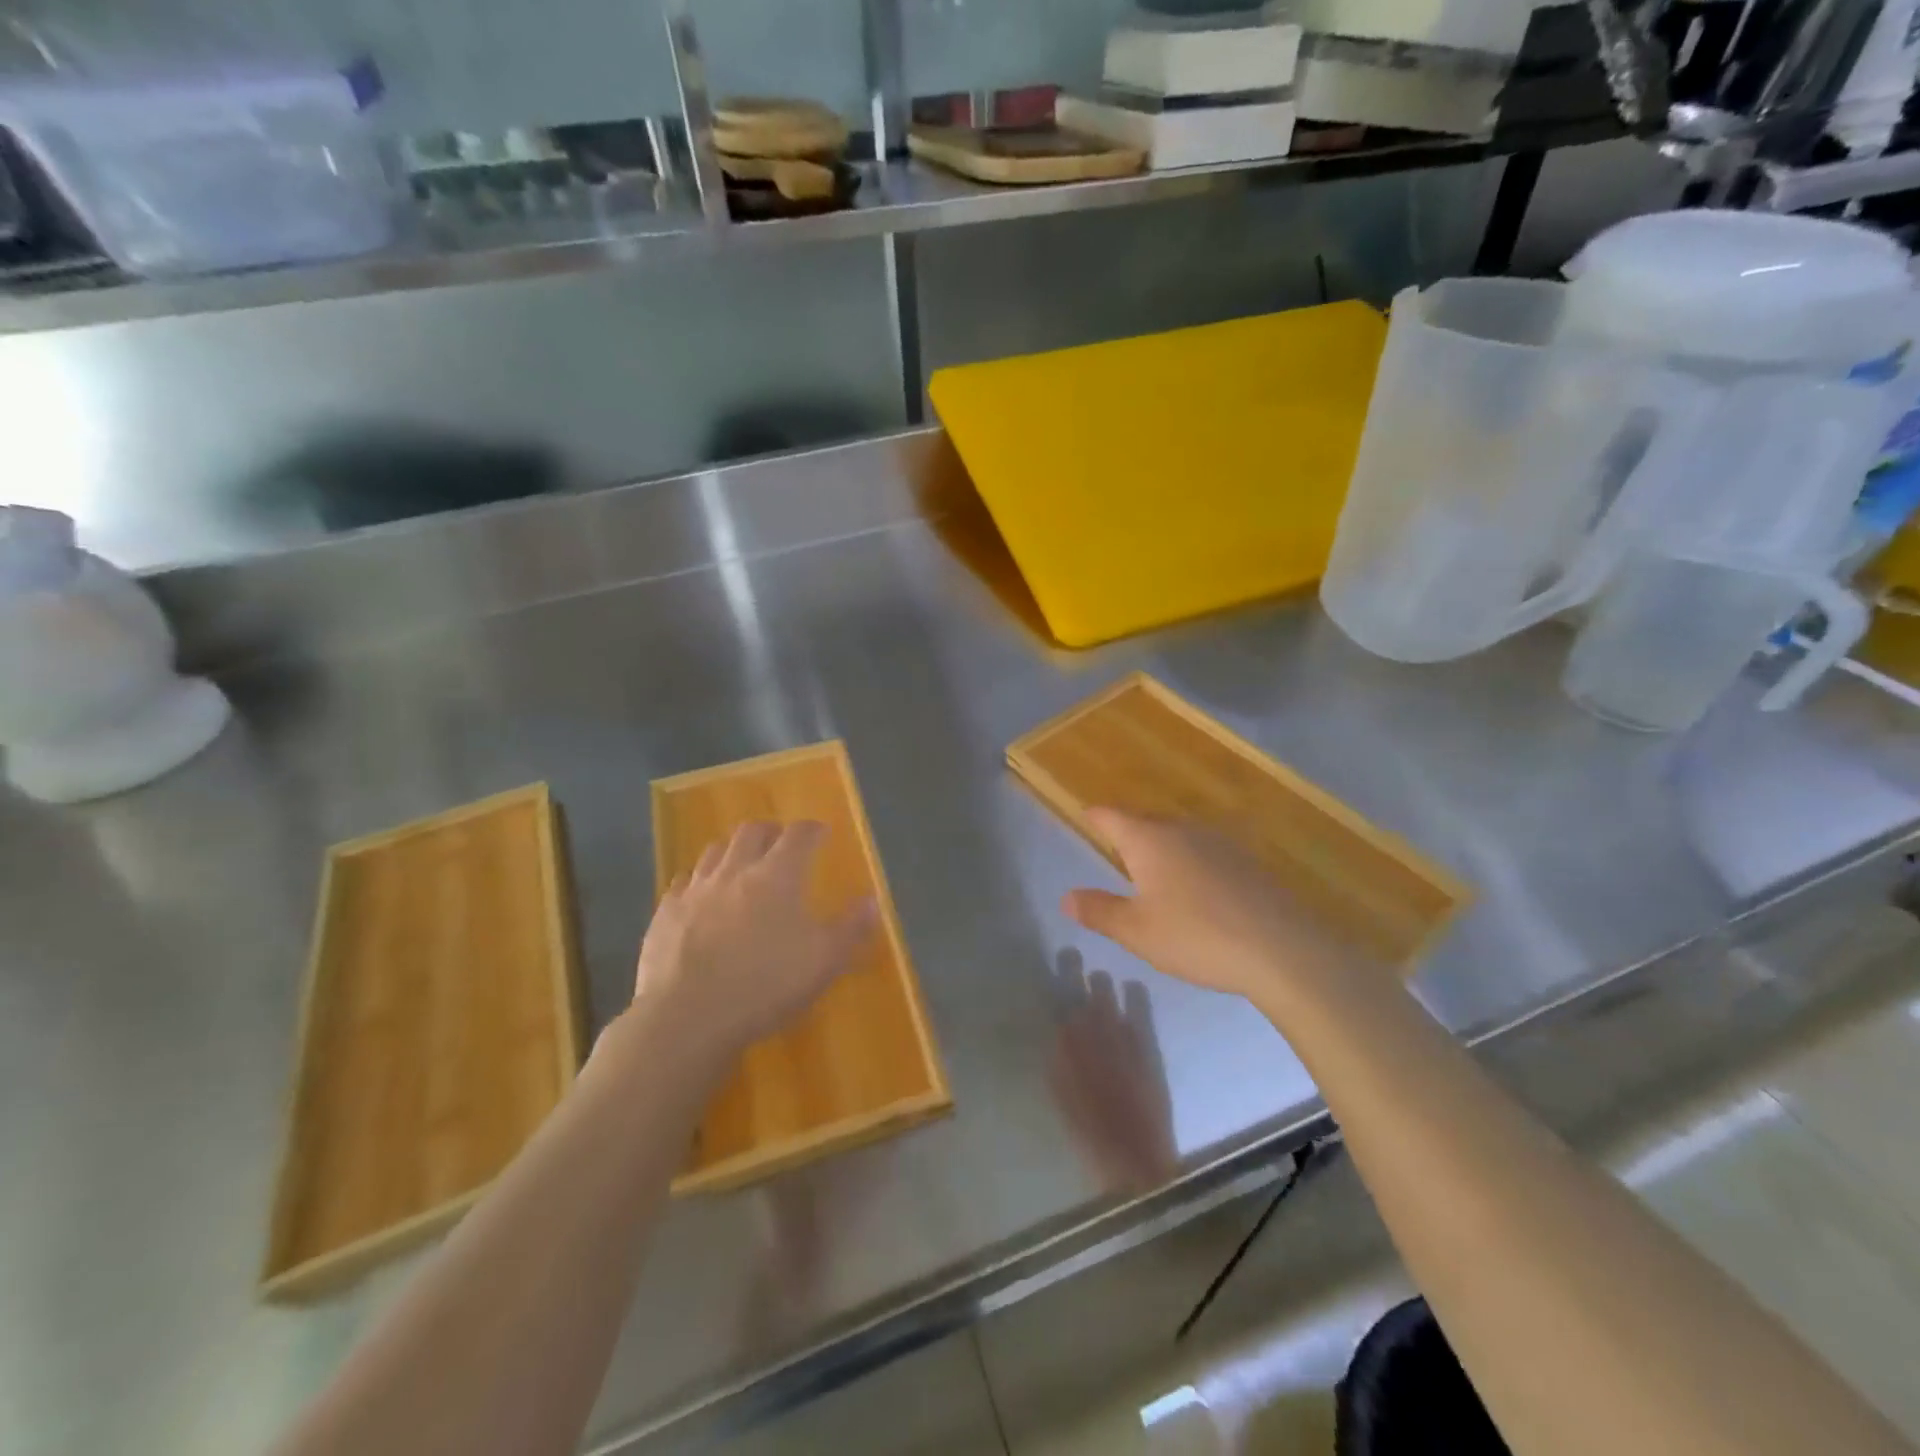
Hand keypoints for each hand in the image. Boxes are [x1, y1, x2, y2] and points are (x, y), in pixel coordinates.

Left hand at [627, 821, 876, 1066]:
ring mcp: (695, 890)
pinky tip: (700, 895)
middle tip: (780, 843)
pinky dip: (698, 881)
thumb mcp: (824, 961)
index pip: (798, 835)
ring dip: (732, 850)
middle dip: (770, 832)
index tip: (822, 832)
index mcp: (777, 875)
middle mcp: (735, 871)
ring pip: (714, 851)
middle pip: (752, 832)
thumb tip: (873, 900)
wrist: (686, 1017)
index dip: (812, 830)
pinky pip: (682, 883)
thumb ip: (851, 928)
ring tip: (741, 863)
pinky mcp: (665, 913)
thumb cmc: (765, 985)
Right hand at [1061, 809, 1346, 1003]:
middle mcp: (1183, 830)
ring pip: (1179, 836)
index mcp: (1149, 840)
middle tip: (1113, 846)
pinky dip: (1190, 862)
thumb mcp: (1137, 932)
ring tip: (1151, 869)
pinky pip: (1205, 852)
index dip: (1095, 816)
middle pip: (1146, 822)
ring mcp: (1220, 843)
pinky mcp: (1247, 862)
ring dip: (1161, 847)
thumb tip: (1066, 896)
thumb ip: (1099, 911)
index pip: (1112, 817)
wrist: (1283, 950)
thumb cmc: (1197, 937)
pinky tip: (1196, 888)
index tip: (1085, 816)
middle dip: (1128, 831)